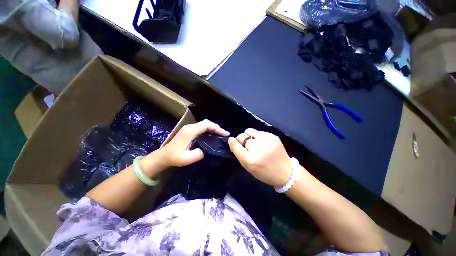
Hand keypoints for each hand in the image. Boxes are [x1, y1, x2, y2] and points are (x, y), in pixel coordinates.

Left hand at [158, 119, 229, 167]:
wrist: (163, 156)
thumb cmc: (174, 157)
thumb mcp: (186, 158)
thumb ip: (199, 153)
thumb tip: (206, 150)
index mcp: (190, 131)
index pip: (206, 125)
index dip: (217, 128)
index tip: (225, 134)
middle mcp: (190, 127)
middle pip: (206, 123)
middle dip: (217, 127)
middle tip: (224, 134)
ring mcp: (189, 128)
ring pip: (204, 124)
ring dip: (213, 128)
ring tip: (221, 135)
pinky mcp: (189, 131)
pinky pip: (202, 128)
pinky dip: (209, 130)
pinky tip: (213, 135)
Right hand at [228, 129, 292, 186]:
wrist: (286, 172)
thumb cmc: (264, 172)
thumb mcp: (248, 167)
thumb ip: (239, 154)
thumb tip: (233, 141)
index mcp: (250, 159)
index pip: (236, 145)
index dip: (232, 141)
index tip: (231, 140)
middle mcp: (257, 148)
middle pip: (242, 136)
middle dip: (241, 139)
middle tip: (245, 144)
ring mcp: (266, 140)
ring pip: (249, 130)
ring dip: (248, 135)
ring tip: (253, 141)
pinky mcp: (273, 136)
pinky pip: (259, 132)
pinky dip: (257, 136)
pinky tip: (262, 142)